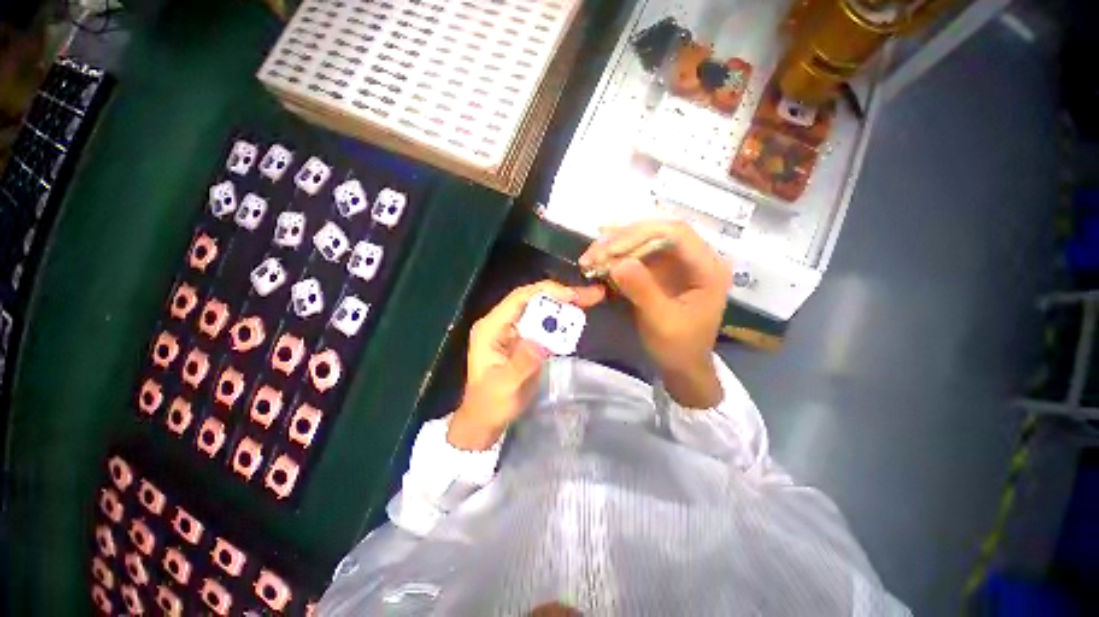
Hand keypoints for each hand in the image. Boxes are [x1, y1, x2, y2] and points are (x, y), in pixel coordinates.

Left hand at [448, 281, 605, 450]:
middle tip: (592, 295)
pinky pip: (544, 323)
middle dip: (562, 295)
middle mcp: (502, 322)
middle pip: (533, 299)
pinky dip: (561, 320)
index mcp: (491, 327)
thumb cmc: (491, 404)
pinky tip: (577, 319)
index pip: (520, 298)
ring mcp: (513, 330)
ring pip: (541, 308)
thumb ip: (522, 363)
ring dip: (565, 305)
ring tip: (590, 300)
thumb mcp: (505, 386)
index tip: (574, 296)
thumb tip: (541, 341)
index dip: (548, 293)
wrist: (486, 419)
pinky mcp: (523, 339)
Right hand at [579, 220, 730, 407]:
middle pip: (656, 232)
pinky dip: (615, 258)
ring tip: (589, 259)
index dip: (640, 234)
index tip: (608, 250)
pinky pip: (636, 255)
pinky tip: (598, 261)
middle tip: (592, 255)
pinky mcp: (661, 270)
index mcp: (708, 267)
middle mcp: (694, 257)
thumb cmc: (679, 347)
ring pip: (643, 240)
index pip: (675, 233)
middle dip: (621, 241)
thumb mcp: (661, 322)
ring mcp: (676, 262)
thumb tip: (617, 263)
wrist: (681, 366)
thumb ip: (642, 290)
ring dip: (614, 247)